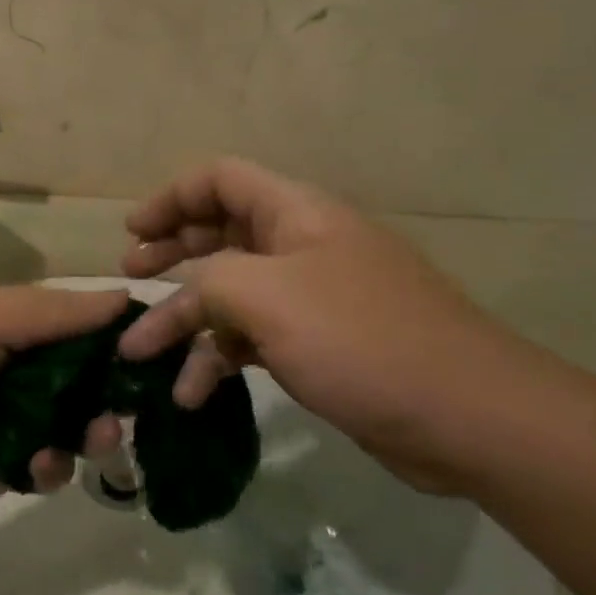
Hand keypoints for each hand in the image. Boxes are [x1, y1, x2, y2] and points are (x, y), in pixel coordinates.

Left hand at [0, 287, 128, 524]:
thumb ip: (56, 312)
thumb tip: (125, 297)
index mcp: (14, 330)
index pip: (82, 330)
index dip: (119, 339)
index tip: (159, 350)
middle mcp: (17, 375)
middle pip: (85, 382)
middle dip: (114, 392)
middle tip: (135, 404)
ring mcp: (9, 425)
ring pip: (73, 429)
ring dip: (94, 431)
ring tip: (100, 436)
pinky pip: (46, 470)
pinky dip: (52, 467)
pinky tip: (39, 464)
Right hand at [117, 159, 532, 493]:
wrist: (465, 415)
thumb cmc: (360, 339)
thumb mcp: (266, 297)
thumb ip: (209, 281)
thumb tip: (189, 297)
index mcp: (296, 214)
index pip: (221, 179)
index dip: (171, 198)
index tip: (132, 233)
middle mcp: (302, 246)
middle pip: (221, 232)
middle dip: (171, 253)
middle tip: (131, 277)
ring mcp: (312, 297)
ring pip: (231, 294)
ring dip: (185, 321)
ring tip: (141, 354)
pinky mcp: (319, 344)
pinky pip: (253, 337)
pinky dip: (219, 358)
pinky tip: (192, 394)